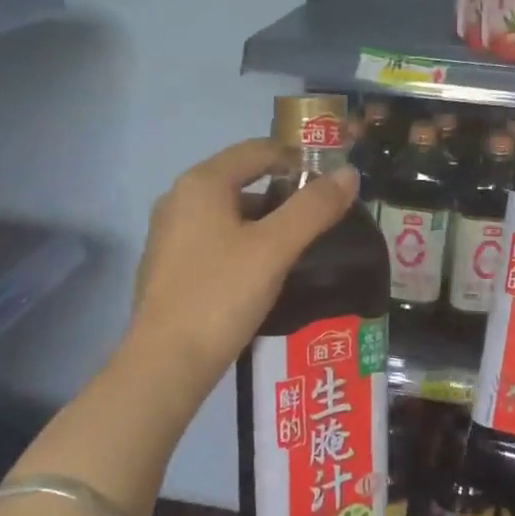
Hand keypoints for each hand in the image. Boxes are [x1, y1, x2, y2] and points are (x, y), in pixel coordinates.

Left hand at [124, 139, 358, 409]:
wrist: (165, 365)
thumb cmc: (221, 295)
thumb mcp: (275, 248)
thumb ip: (314, 208)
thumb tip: (349, 174)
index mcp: (202, 183)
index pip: (258, 150)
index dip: (298, 158)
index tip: (331, 182)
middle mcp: (179, 198)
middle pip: (242, 179)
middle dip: (284, 193)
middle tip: (320, 216)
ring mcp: (169, 233)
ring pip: (228, 212)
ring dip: (265, 220)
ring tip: (298, 245)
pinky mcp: (168, 265)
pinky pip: (214, 238)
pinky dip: (243, 242)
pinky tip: (263, 271)